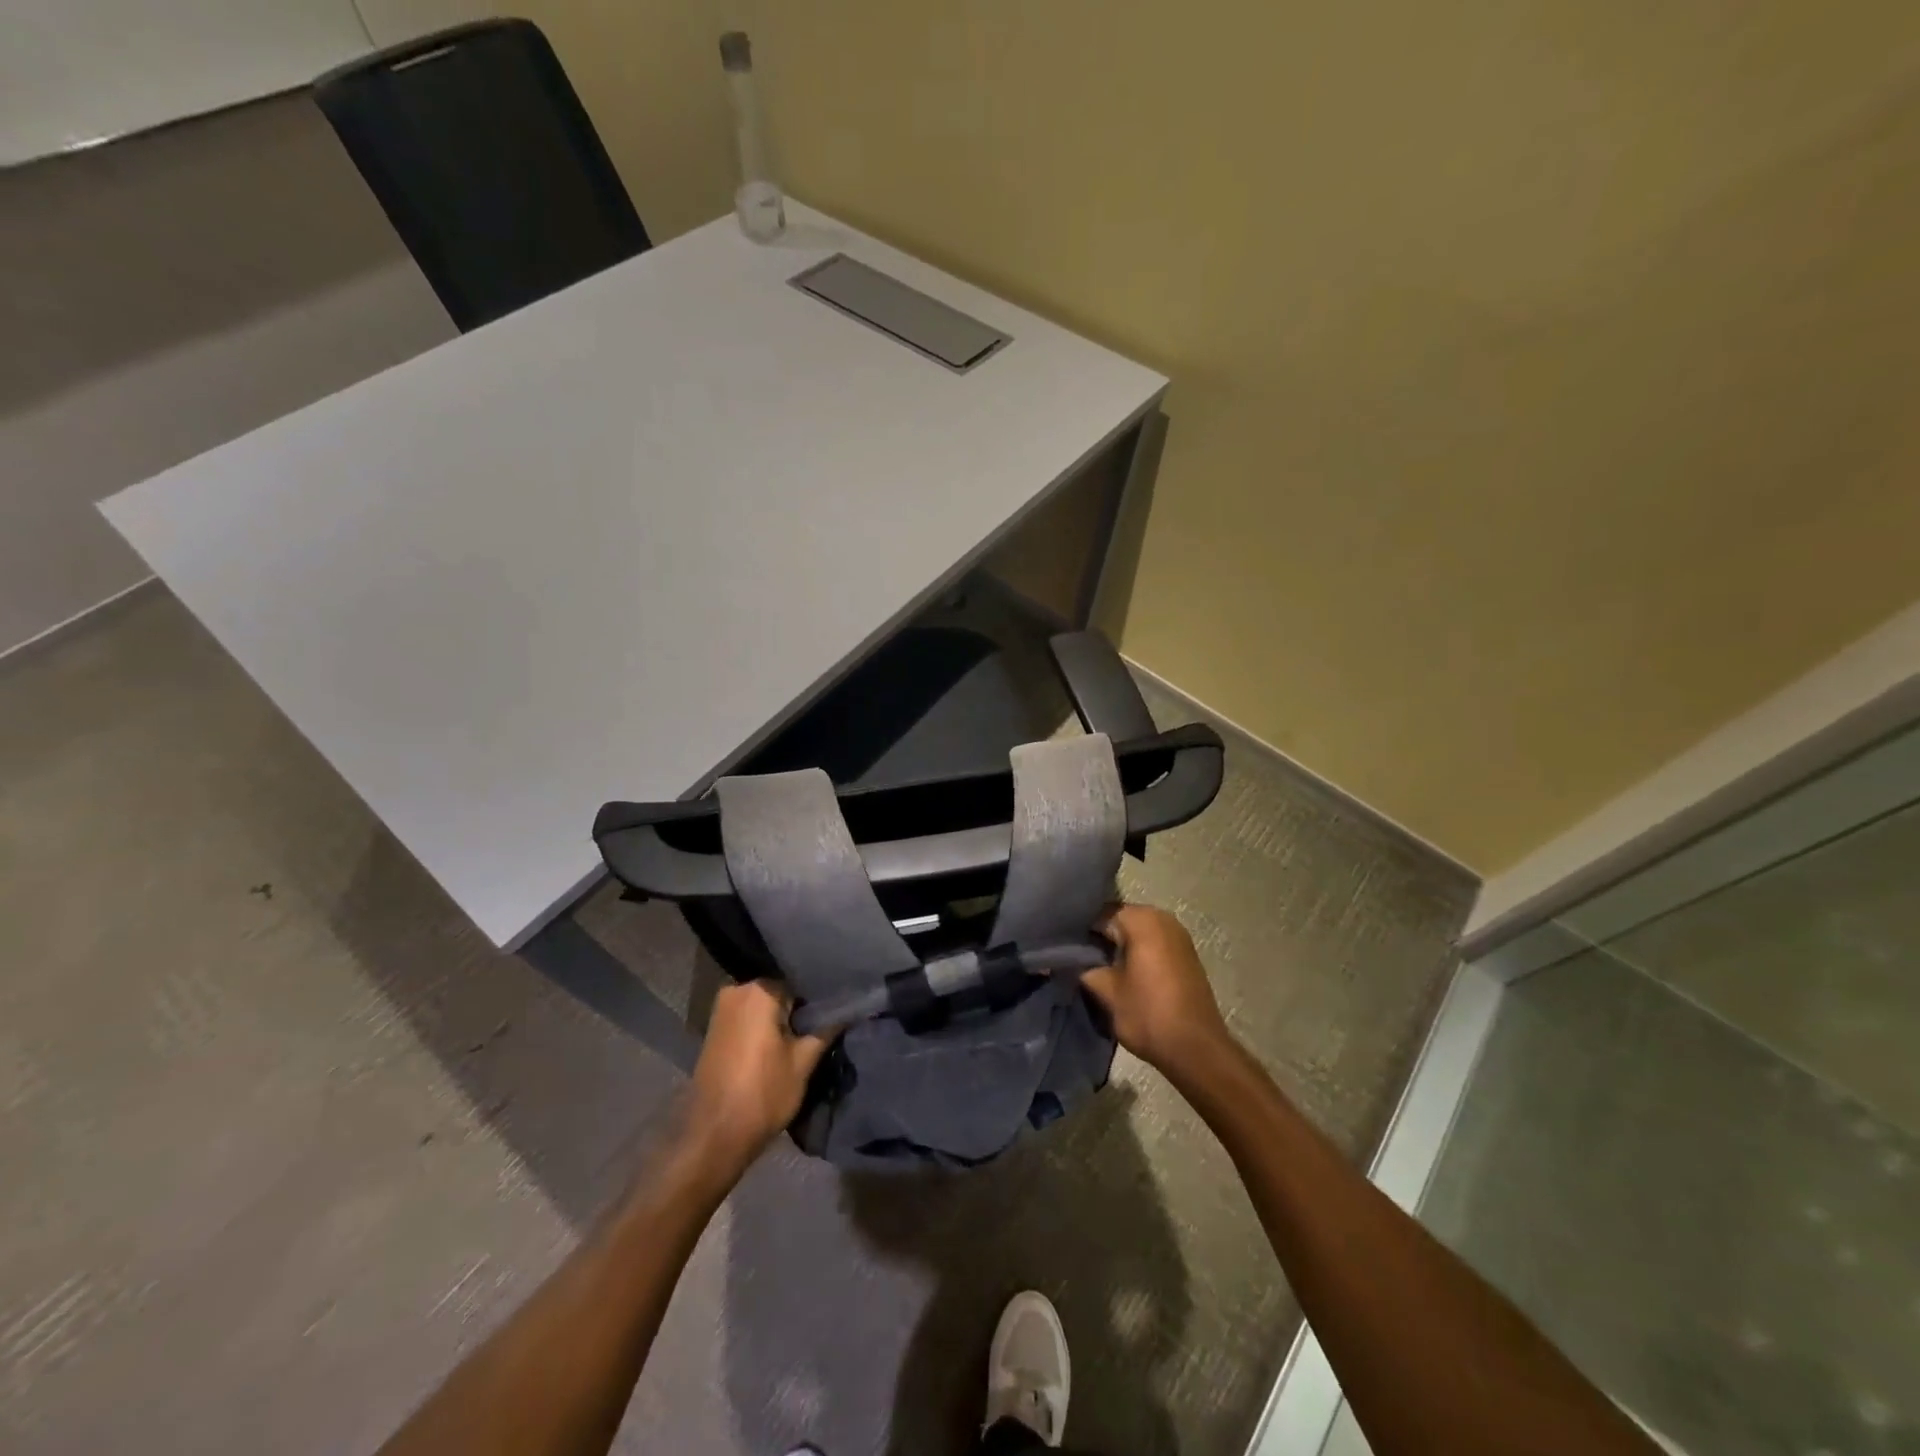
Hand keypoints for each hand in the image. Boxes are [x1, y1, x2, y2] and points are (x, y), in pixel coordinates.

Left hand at [689, 981, 834, 1167]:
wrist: (714, 1137)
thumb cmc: (762, 1094)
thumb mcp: (803, 1062)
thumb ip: (826, 1029)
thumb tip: (849, 1008)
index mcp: (759, 990)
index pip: (800, 981)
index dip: (820, 997)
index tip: (837, 1009)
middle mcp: (736, 991)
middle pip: (780, 991)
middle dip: (800, 1007)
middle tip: (825, 1023)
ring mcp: (722, 1010)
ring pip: (765, 1006)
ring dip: (783, 1019)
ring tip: (808, 1034)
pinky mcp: (715, 1030)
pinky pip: (749, 1018)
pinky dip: (766, 1027)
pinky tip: (783, 1043)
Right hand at [1081, 903, 1230, 1074]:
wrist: (1197, 1049)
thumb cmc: (1148, 1014)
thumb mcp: (1106, 991)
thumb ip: (1083, 967)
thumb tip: (1067, 959)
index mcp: (1142, 919)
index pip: (1099, 913)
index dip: (1078, 929)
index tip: (1062, 947)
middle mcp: (1162, 918)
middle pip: (1119, 919)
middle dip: (1098, 936)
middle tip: (1075, 957)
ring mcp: (1178, 935)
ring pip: (1136, 931)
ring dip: (1117, 945)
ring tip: (1095, 966)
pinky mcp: (1185, 954)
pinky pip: (1151, 943)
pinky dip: (1135, 952)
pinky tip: (1121, 972)